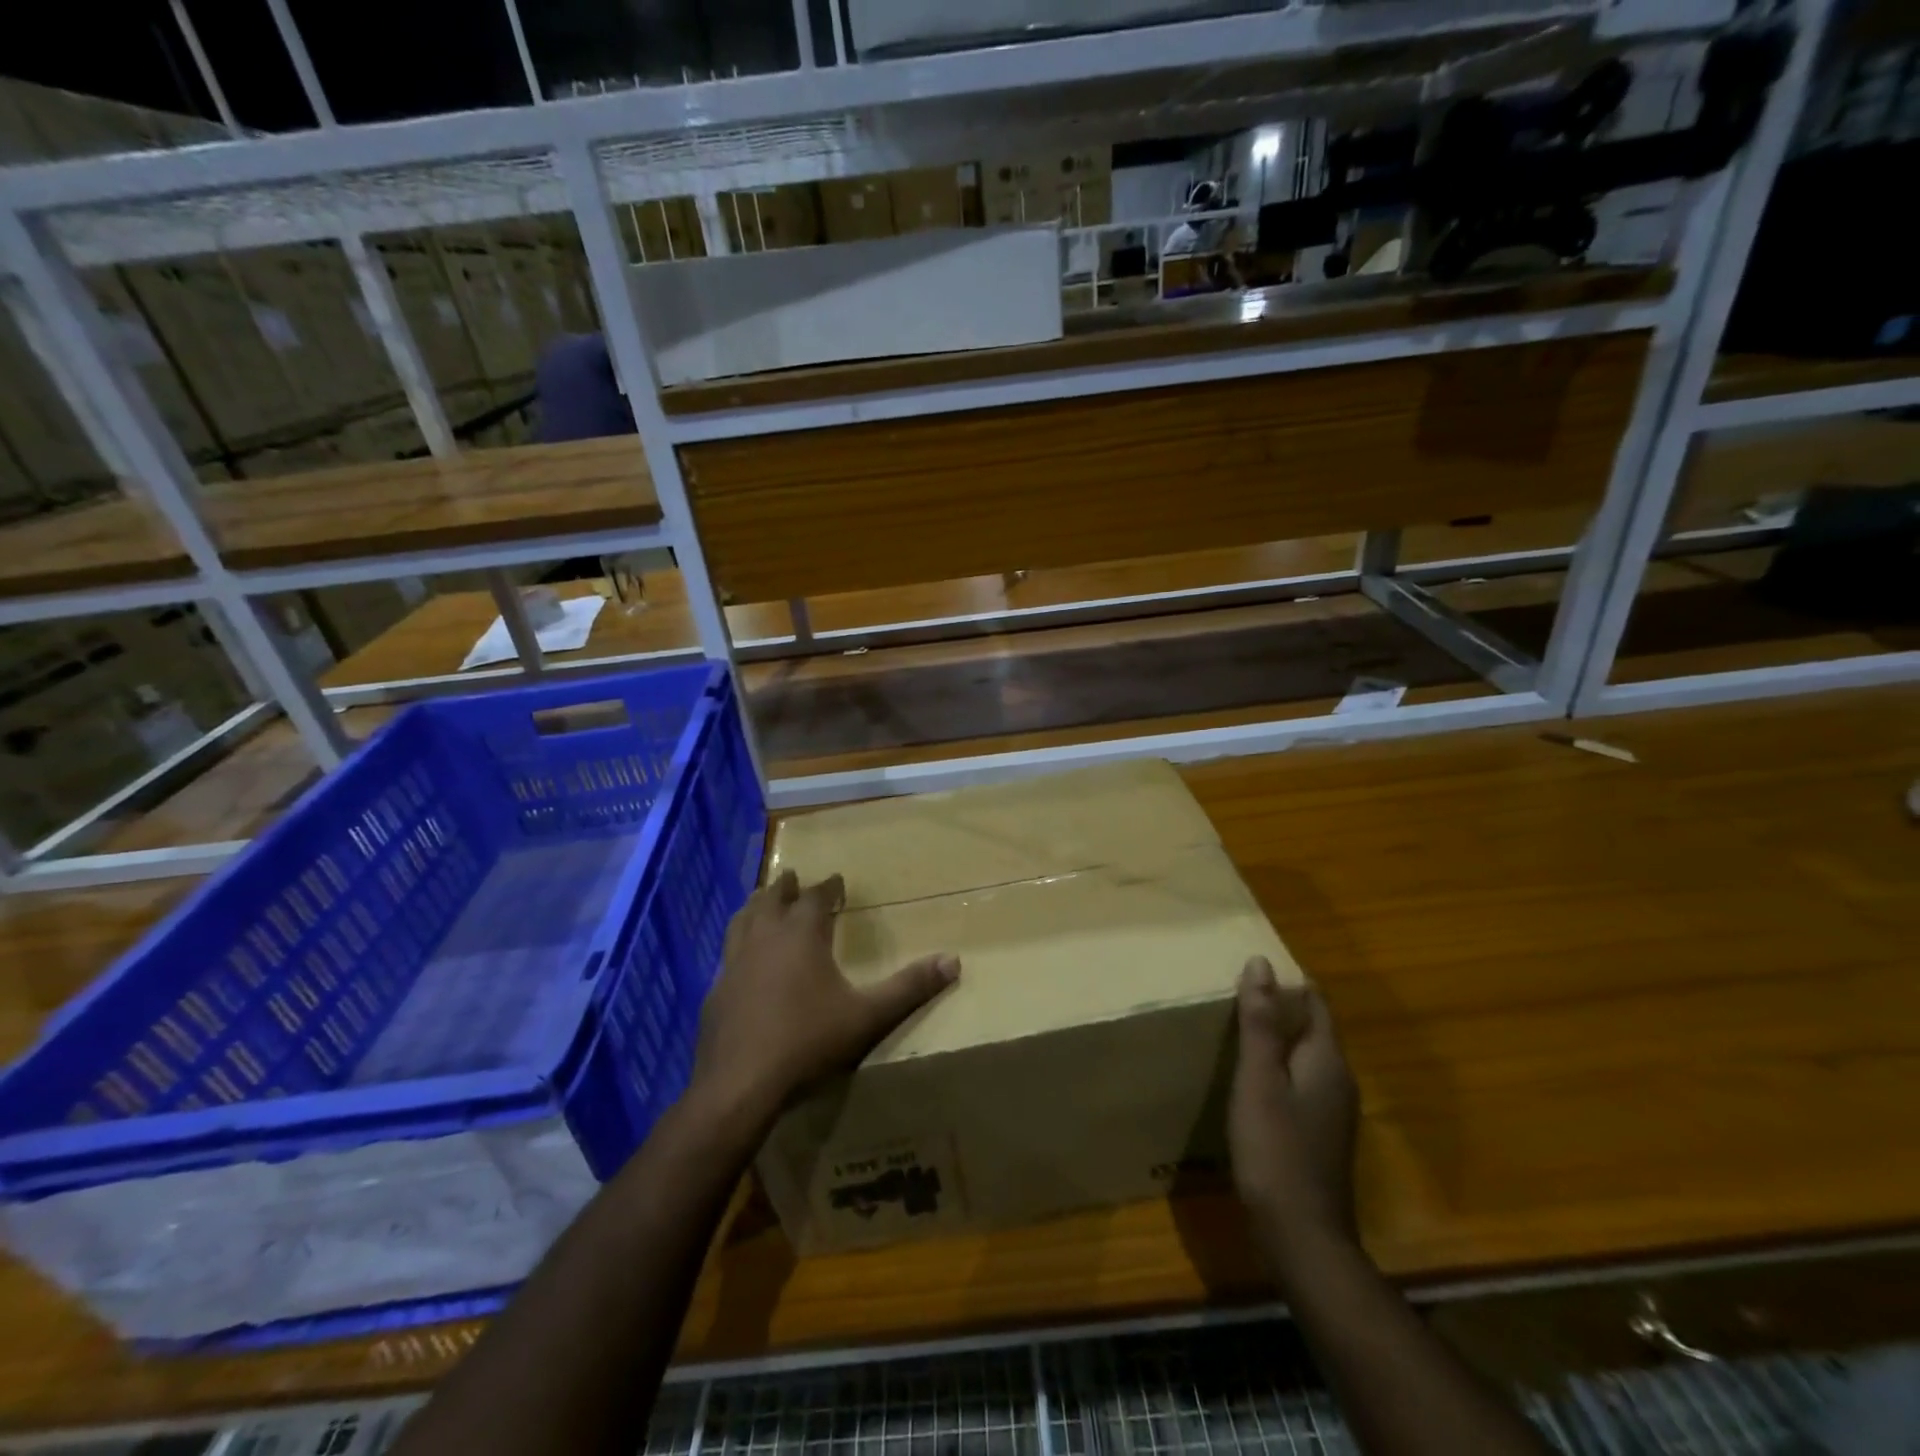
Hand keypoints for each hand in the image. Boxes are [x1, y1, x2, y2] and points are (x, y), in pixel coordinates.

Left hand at [690, 870, 958, 1128]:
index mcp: (801, 935)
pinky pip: (727, 954)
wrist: (740, 1084)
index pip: (814, 897)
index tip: (835, 880)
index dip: (827, 887)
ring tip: (761, 901)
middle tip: (792, 877)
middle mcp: (765, 938)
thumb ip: (910, 987)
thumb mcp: (868, 1016)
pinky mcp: (715, 991)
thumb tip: (953, 961)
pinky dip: (738, 944)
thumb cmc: (808, 1041)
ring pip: (743, 920)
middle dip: (785, 887)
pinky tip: (741, 960)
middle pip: (772, 899)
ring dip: (755, 906)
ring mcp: (734, 964)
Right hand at [1229, 957, 1360, 1264]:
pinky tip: (1250, 1080)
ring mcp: (1332, 1111)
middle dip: (1279, 1007)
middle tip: (1234, 992)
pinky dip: (1277, 1069)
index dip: (1287, 981)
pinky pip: (1299, 1083)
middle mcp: (1338, 1080)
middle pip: (1312, 1028)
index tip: (1251, 967)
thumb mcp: (1259, 1080)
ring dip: (1276, 1039)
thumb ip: (1260, 1023)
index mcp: (1327, 1060)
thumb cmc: (1276, 1150)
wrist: (1302, 1238)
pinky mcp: (1319, 1134)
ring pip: (1305, 1057)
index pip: (1315, 1002)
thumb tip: (1261, 963)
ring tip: (1235, 1028)